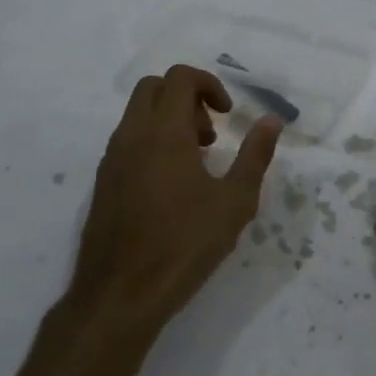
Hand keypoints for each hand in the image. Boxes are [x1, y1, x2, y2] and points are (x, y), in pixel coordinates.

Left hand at [63, 65, 281, 337]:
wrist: (119, 297)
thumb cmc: (183, 245)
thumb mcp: (234, 201)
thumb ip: (255, 155)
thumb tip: (272, 120)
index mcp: (163, 133)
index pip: (179, 78)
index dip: (209, 84)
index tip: (228, 115)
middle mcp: (131, 137)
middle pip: (153, 87)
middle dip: (186, 97)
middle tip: (210, 133)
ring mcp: (111, 160)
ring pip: (137, 114)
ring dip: (169, 120)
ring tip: (197, 162)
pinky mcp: (103, 184)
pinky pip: (128, 142)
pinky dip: (152, 143)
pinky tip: (173, 187)